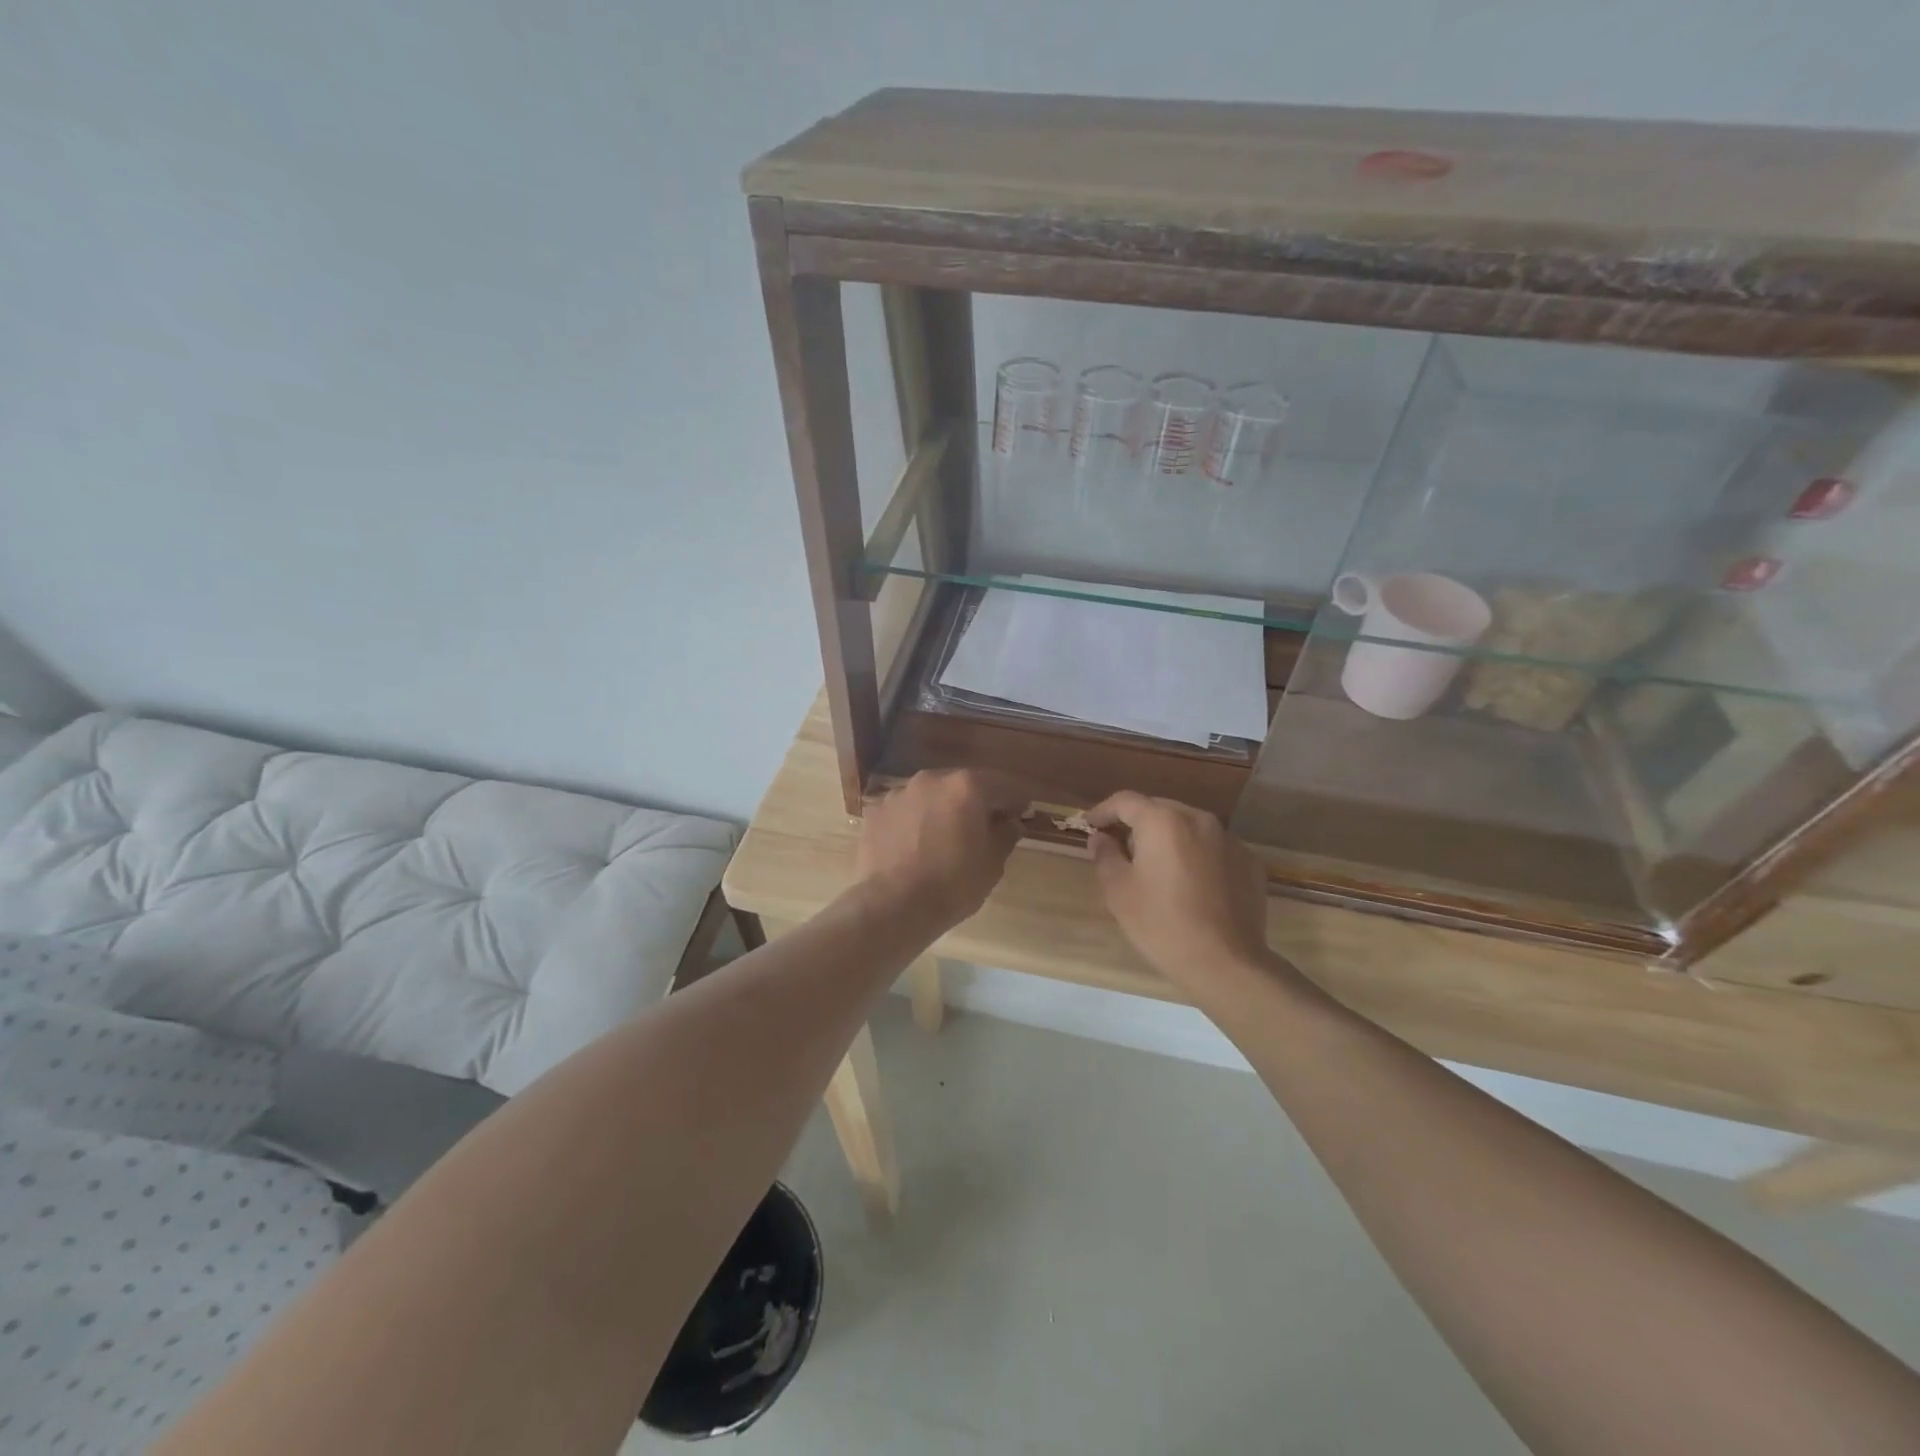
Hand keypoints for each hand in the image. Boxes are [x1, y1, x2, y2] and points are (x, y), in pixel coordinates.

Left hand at [855, 769, 1028, 930]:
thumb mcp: (992, 864)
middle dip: (977, 803)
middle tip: (986, 827)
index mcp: (967, 786)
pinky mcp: (876, 812)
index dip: (1017, 801)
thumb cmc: (952, 884)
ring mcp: (899, 794)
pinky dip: (916, 822)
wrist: (891, 905)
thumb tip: (1010, 822)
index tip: (1023, 814)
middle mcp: (932, 780)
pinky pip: (906, 812)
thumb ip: (1005, 835)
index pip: (1004, 786)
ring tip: (946, 838)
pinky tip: (917, 846)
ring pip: (932, 797)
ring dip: (944, 810)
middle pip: (964, 785)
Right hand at [1085, 791, 1282, 996]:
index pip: (1125, 801)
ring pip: (1189, 827)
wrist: (1226, 962)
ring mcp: (1229, 839)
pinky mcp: (1248, 862)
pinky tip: (1191, 884)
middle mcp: (1198, 819)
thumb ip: (1105, 855)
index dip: (1103, 811)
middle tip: (1121, 848)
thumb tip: (1101, 838)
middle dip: (1137, 824)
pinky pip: (1213, 848)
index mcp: (1162, 821)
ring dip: (1169, 838)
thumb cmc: (1162, 924)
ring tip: (1157, 867)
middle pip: (1159, 809)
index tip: (1091, 826)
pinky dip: (1197, 855)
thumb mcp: (1118, 891)